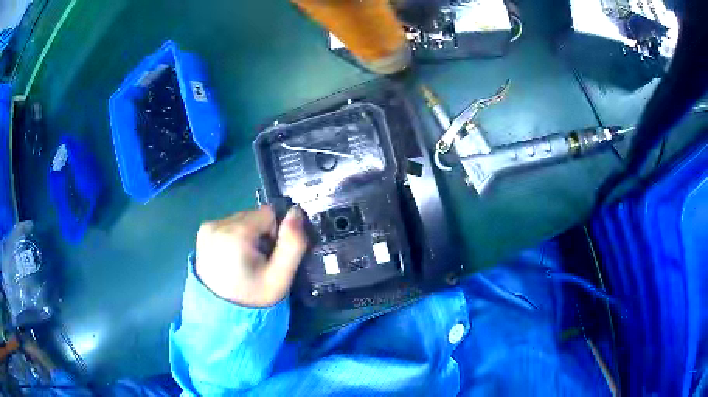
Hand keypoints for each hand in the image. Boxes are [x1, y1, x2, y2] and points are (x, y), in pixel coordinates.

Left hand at [195, 206, 307, 306]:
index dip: (276, 234)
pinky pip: (229, 226)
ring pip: (242, 220)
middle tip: (259, 263)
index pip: (268, 214)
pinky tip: (233, 260)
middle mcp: (217, 224)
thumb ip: (293, 243)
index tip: (270, 257)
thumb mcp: (280, 277)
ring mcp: (206, 229)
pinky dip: (235, 238)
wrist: (221, 316)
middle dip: (261, 235)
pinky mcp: (202, 234)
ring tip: (244, 263)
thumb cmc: (253, 299)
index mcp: (235, 233)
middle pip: (253, 216)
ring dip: (248, 237)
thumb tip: (296, 211)